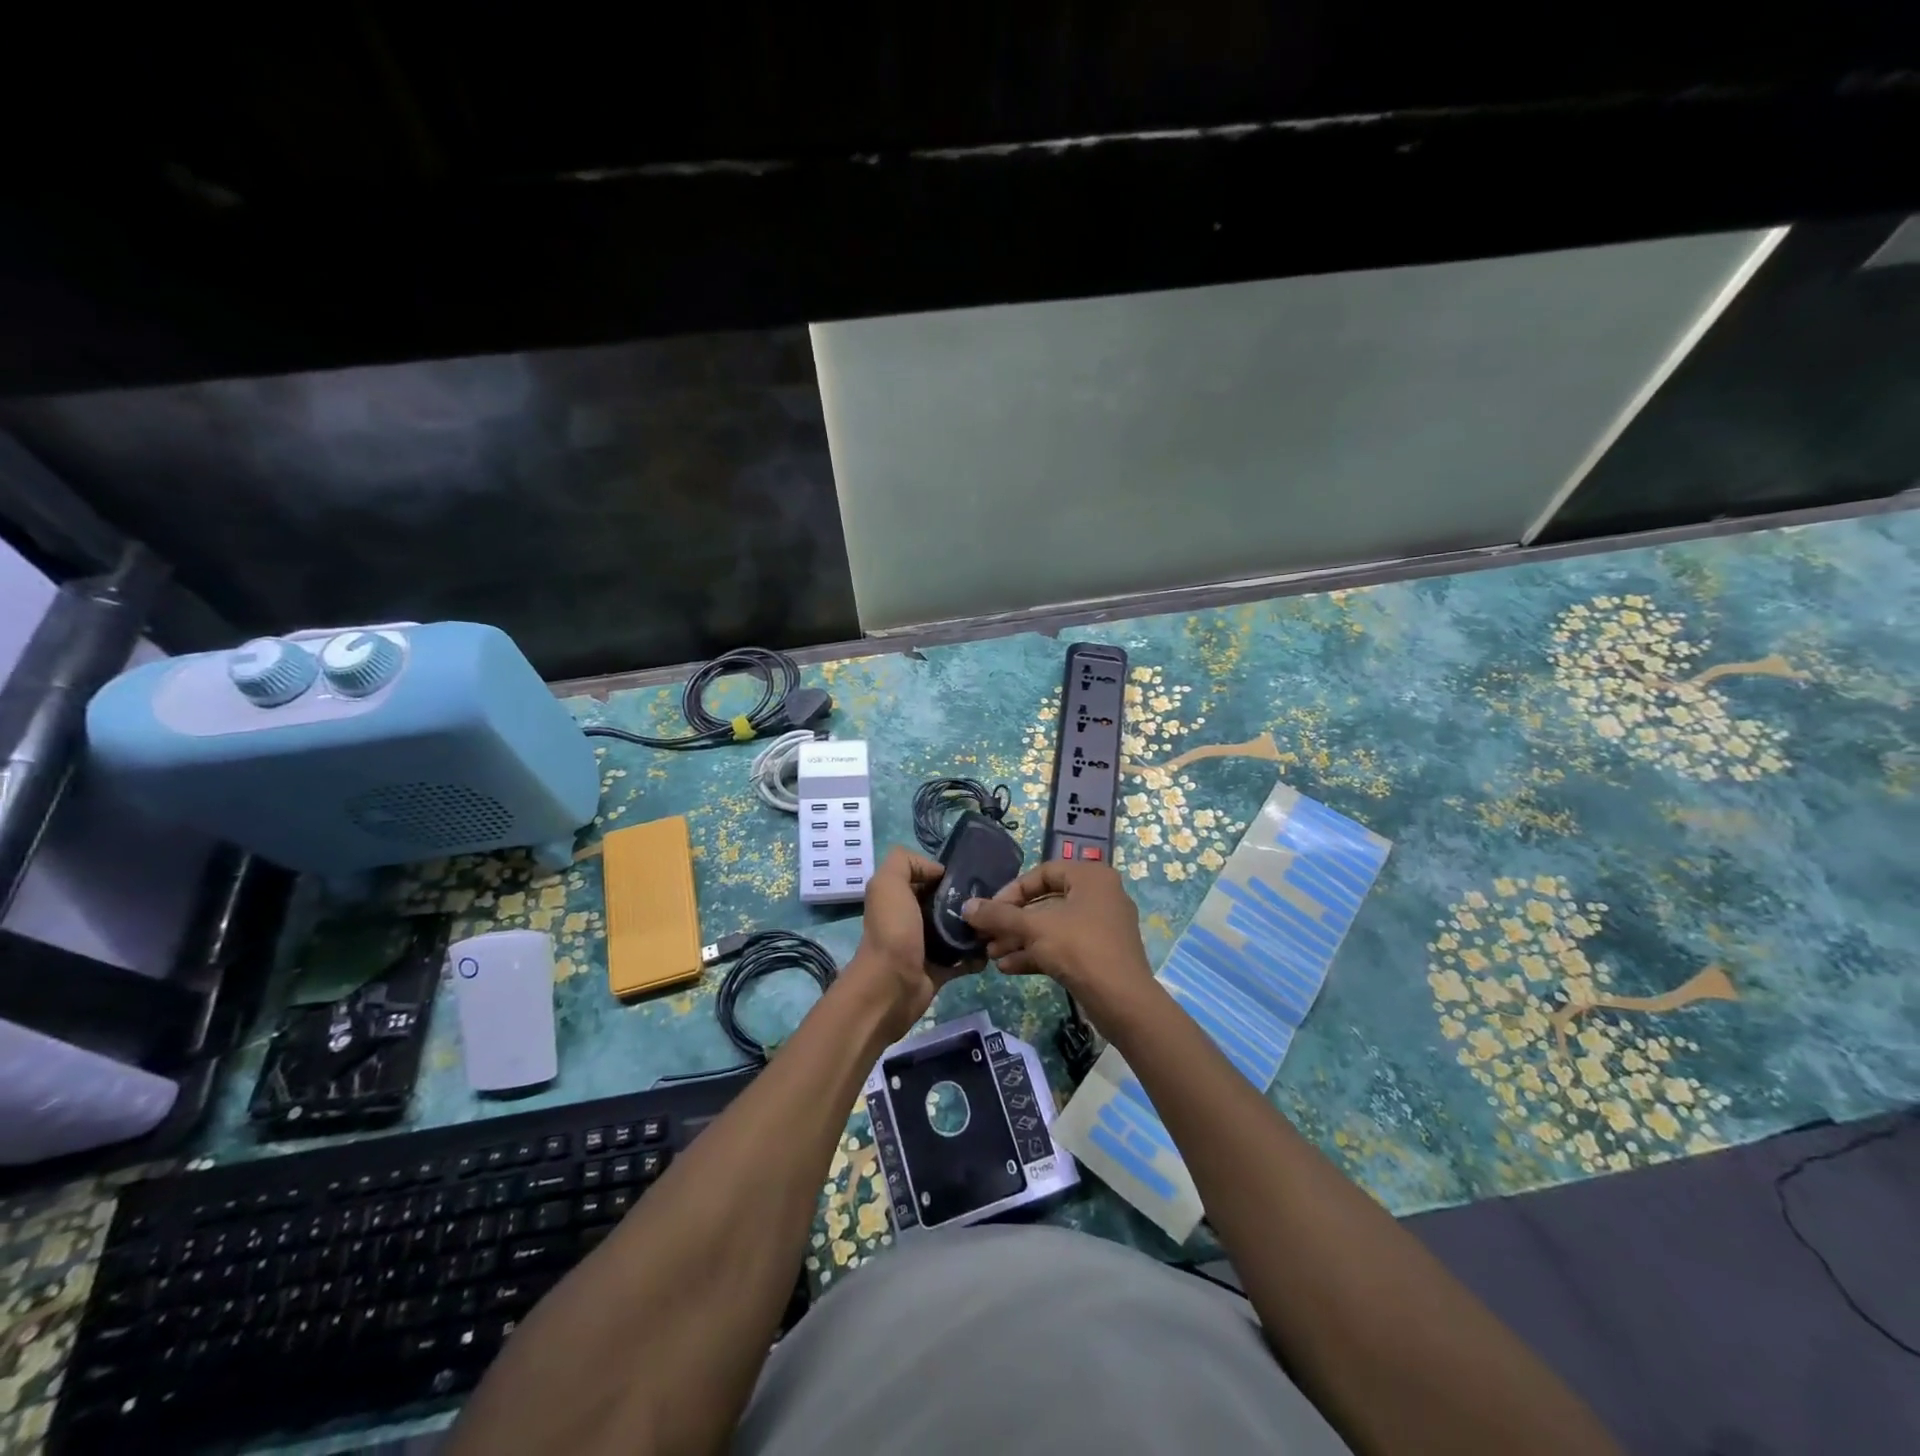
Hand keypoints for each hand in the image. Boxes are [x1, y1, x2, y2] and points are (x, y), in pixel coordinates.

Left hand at [846, 846, 976, 1030]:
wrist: (891, 986)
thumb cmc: (892, 930)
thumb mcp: (888, 883)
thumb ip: (905, 862)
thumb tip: (937, 870)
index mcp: (899, 897)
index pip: (927, 878)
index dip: (946, 874)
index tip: (971, 876)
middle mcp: (911, 919)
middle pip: (945, 903)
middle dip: (966, 899)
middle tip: (991, 899)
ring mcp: (926, 946)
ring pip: (957, 930)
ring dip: (975, 927)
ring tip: (996, 922)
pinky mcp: (940, 970)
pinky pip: (964, 959)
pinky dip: (977, 955)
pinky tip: (992, 948)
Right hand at [961, 860, 1155, 1022]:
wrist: (1122, 1001)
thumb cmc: (1079, 948)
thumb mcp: (1034, 928)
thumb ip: (999, 915)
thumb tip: (966, 907)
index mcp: (1090, 877)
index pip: (1043, 873)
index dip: (1012, 890)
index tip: (990, 910)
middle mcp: (1099, 895)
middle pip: (1046, 902)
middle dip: (1013, 921)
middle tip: (986, 935)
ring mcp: (1102, 926)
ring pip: (1052, 927)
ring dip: (1020, 940)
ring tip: (992, 955)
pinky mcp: (1100, 954)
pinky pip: (1063, 946)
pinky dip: (1037, 953)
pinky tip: (1008, 967)